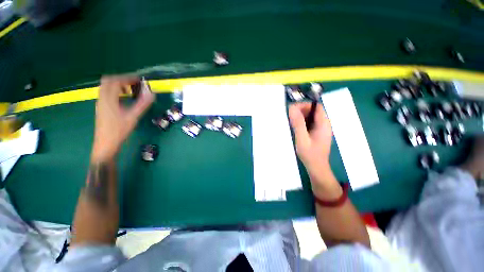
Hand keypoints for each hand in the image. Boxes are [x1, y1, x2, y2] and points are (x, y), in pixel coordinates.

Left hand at [92, 76, 154, 160]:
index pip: (115, 81)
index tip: (139, 80)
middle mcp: (102, 98)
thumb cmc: (119, 130)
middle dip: (121, 79)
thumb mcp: (133, 117)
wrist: (106, 144)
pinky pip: (106, 93)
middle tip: (134, 83)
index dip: (127, 78)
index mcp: (108, 99)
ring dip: (117, 85)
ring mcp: (100, 103)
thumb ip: (142, 104)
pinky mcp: (101, 108)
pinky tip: (124, 99)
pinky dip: (115, 91)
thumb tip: (152, 93)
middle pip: (107, 81)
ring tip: (130, 90)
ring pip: (106, 87)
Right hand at [288, 103, 338, 194]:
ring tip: (290, 122)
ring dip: (300, 117)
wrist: (317, 168)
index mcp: (323, 124)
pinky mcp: (316, 133)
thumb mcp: (302, 139)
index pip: (316, 107)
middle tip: (289, 116)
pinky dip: (301, 123)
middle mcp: (324, 124)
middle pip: (313, 111)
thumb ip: (297, 124)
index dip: (305, 105)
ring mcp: (320, 129)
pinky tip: (295, 128)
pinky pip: (309, 123)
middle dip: (301, 110)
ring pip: (310, 117)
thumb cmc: (310, 154)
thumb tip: (292, 108)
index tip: (292, 110)